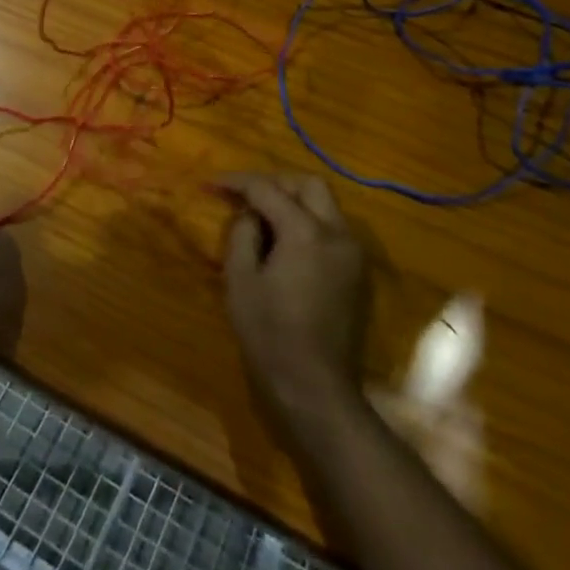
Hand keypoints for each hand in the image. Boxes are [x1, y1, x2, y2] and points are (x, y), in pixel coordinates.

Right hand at [223, 174, 369, 424]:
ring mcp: (352, 252)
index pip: (267, 189)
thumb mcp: (241, 280)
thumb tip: (250, 214)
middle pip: (308, 184)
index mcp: (305, 231)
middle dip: (274, 182)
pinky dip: (308, 221)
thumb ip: (243, 234)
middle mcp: (336, 232)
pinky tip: (286, 241)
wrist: (316, 387)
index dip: (237, 182)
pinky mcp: (357, 271)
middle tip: (245, 196)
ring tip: (263, 217)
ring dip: (294, 200)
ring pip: (325, 204)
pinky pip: (332, 228)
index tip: (212, 184)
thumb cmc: (270, 334)